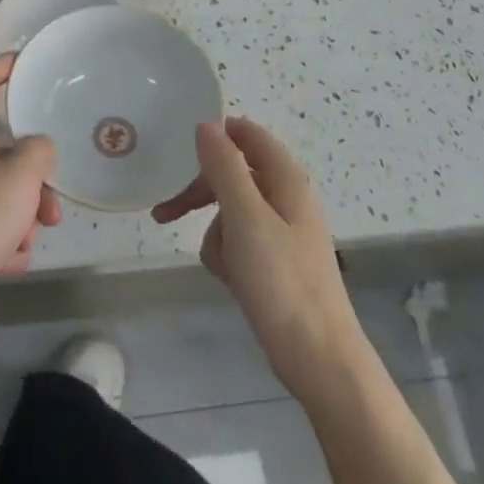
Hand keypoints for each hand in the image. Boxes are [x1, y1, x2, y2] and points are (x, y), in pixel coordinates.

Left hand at [0, 55, 59, 352]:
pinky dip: (7, 237)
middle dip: (34, 167)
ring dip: (26, 207)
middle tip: (52, 186)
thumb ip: (39, 151)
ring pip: (1, 186)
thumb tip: (37, 148)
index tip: (30, 62)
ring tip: (35, 233)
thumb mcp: (21, 178)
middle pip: (1, 143)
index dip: (3, 64)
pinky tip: (10, 259)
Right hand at [154, 117, 366, 405]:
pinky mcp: (275, 262)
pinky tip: (230, 279)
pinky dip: (228, 255)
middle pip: (234, 174)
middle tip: (166, 211)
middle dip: (201, 191)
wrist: (318, 359)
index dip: (216, 134)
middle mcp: (286, 198)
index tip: (179, 147)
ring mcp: (281, 232)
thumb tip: (206, 124)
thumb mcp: (245, 217)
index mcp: (286, 179)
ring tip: (220, 263)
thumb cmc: (281, 282)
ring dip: (216, 231)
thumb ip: (224, 167)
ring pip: (231, 211)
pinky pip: (239, 242)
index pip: (248, 134)